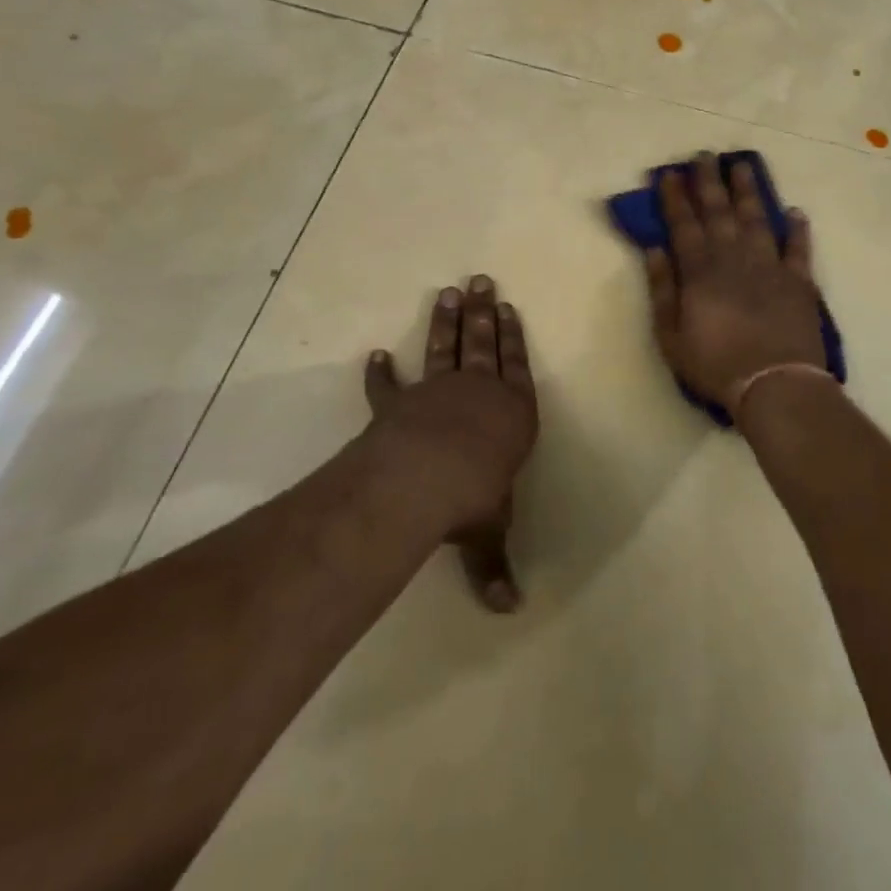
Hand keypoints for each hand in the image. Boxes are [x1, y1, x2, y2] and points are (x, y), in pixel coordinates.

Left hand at [364, 275, 538, 611]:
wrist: (426, 477)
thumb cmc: (474, 496)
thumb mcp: (490, 531)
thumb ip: (495, 564)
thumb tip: (508, 610)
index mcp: (511, 413)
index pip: (516, 366)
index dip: (512, 337)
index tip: (508, 308)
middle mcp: (478, 392)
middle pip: (482, 343)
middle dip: (483, 312)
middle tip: (481, 279)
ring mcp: (436, 392)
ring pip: (445, 348)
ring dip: (446, 321)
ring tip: (449, 292)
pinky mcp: (398, 404)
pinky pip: (389, 386)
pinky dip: (381, 372)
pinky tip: (375, 354)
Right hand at [644, 153, 824, 416]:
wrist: (775, 385)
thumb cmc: (715, 364)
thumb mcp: (671, 335)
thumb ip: (662, 290)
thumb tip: (654, 250)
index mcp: (700, 271)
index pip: (683, 224)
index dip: (675, 197)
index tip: (669, 173)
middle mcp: (734, 258)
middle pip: (719, 212)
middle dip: (709, 182)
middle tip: (705, 155)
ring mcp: (769, 267)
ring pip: (756, 219)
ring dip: (748, 191)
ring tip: (742, 166)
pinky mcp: (799, 281)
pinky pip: (798, 248)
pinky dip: (797, 229)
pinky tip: (795, 212)